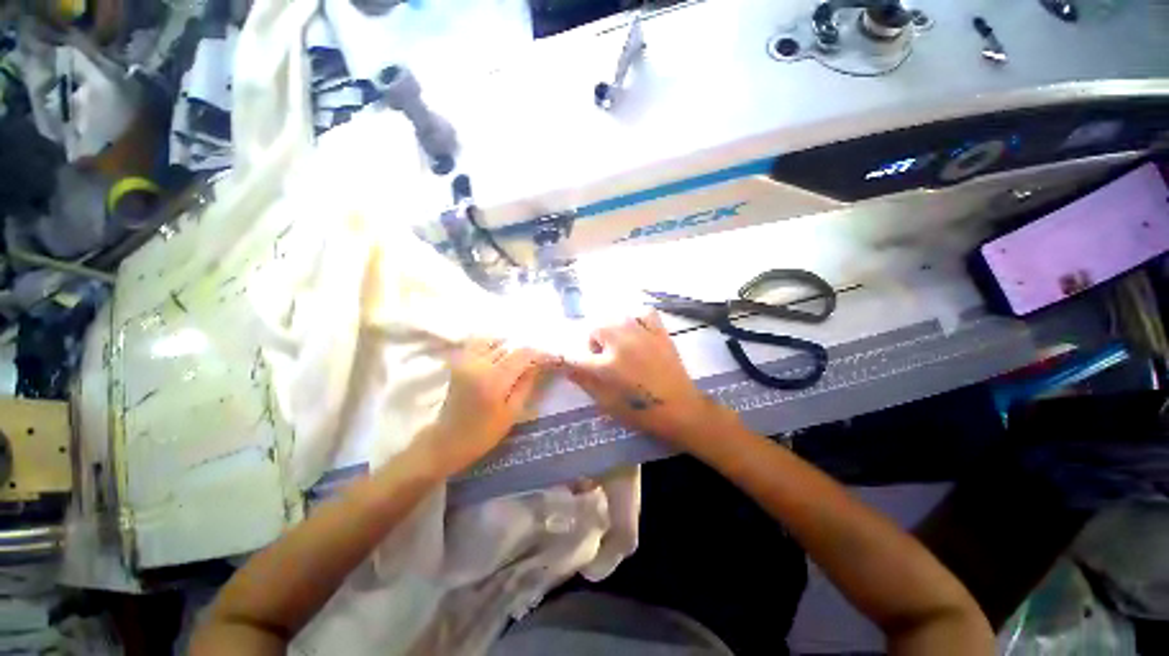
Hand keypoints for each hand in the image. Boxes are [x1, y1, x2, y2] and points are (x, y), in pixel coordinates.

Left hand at [422, 338, 551, 473]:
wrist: (447, 441)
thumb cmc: (483, 433)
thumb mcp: (512, 412)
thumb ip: (526, 384)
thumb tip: (538, 365)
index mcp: (494, 379)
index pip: (523, 355)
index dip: (540, 354)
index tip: (552, 358)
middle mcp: (479, 364)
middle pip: (510, 347)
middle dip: (526, 353)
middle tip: (538, 362)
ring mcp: (466, 360)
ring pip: (495, 342)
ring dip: (510, 349)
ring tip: (518, 360)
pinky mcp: (459, 362)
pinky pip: (478, 343)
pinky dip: (491, 344)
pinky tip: (499, 353)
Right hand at [563, 310, 737, 450]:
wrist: (680, 409)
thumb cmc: (640, 411)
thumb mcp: (606, 403)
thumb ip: (584, 382)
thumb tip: (566, 366)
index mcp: (606, 367)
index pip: (574, 355)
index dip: (564, 356)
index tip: (562, 358)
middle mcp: (621, 345)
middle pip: (595, 328)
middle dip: (593, 341)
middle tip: (601, 356)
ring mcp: (642, 336)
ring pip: (616, 316)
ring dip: (610, 328)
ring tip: (618, 343)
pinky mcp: (660, 333)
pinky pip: (644, 312)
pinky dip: (636, 317)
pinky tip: (636, 329)